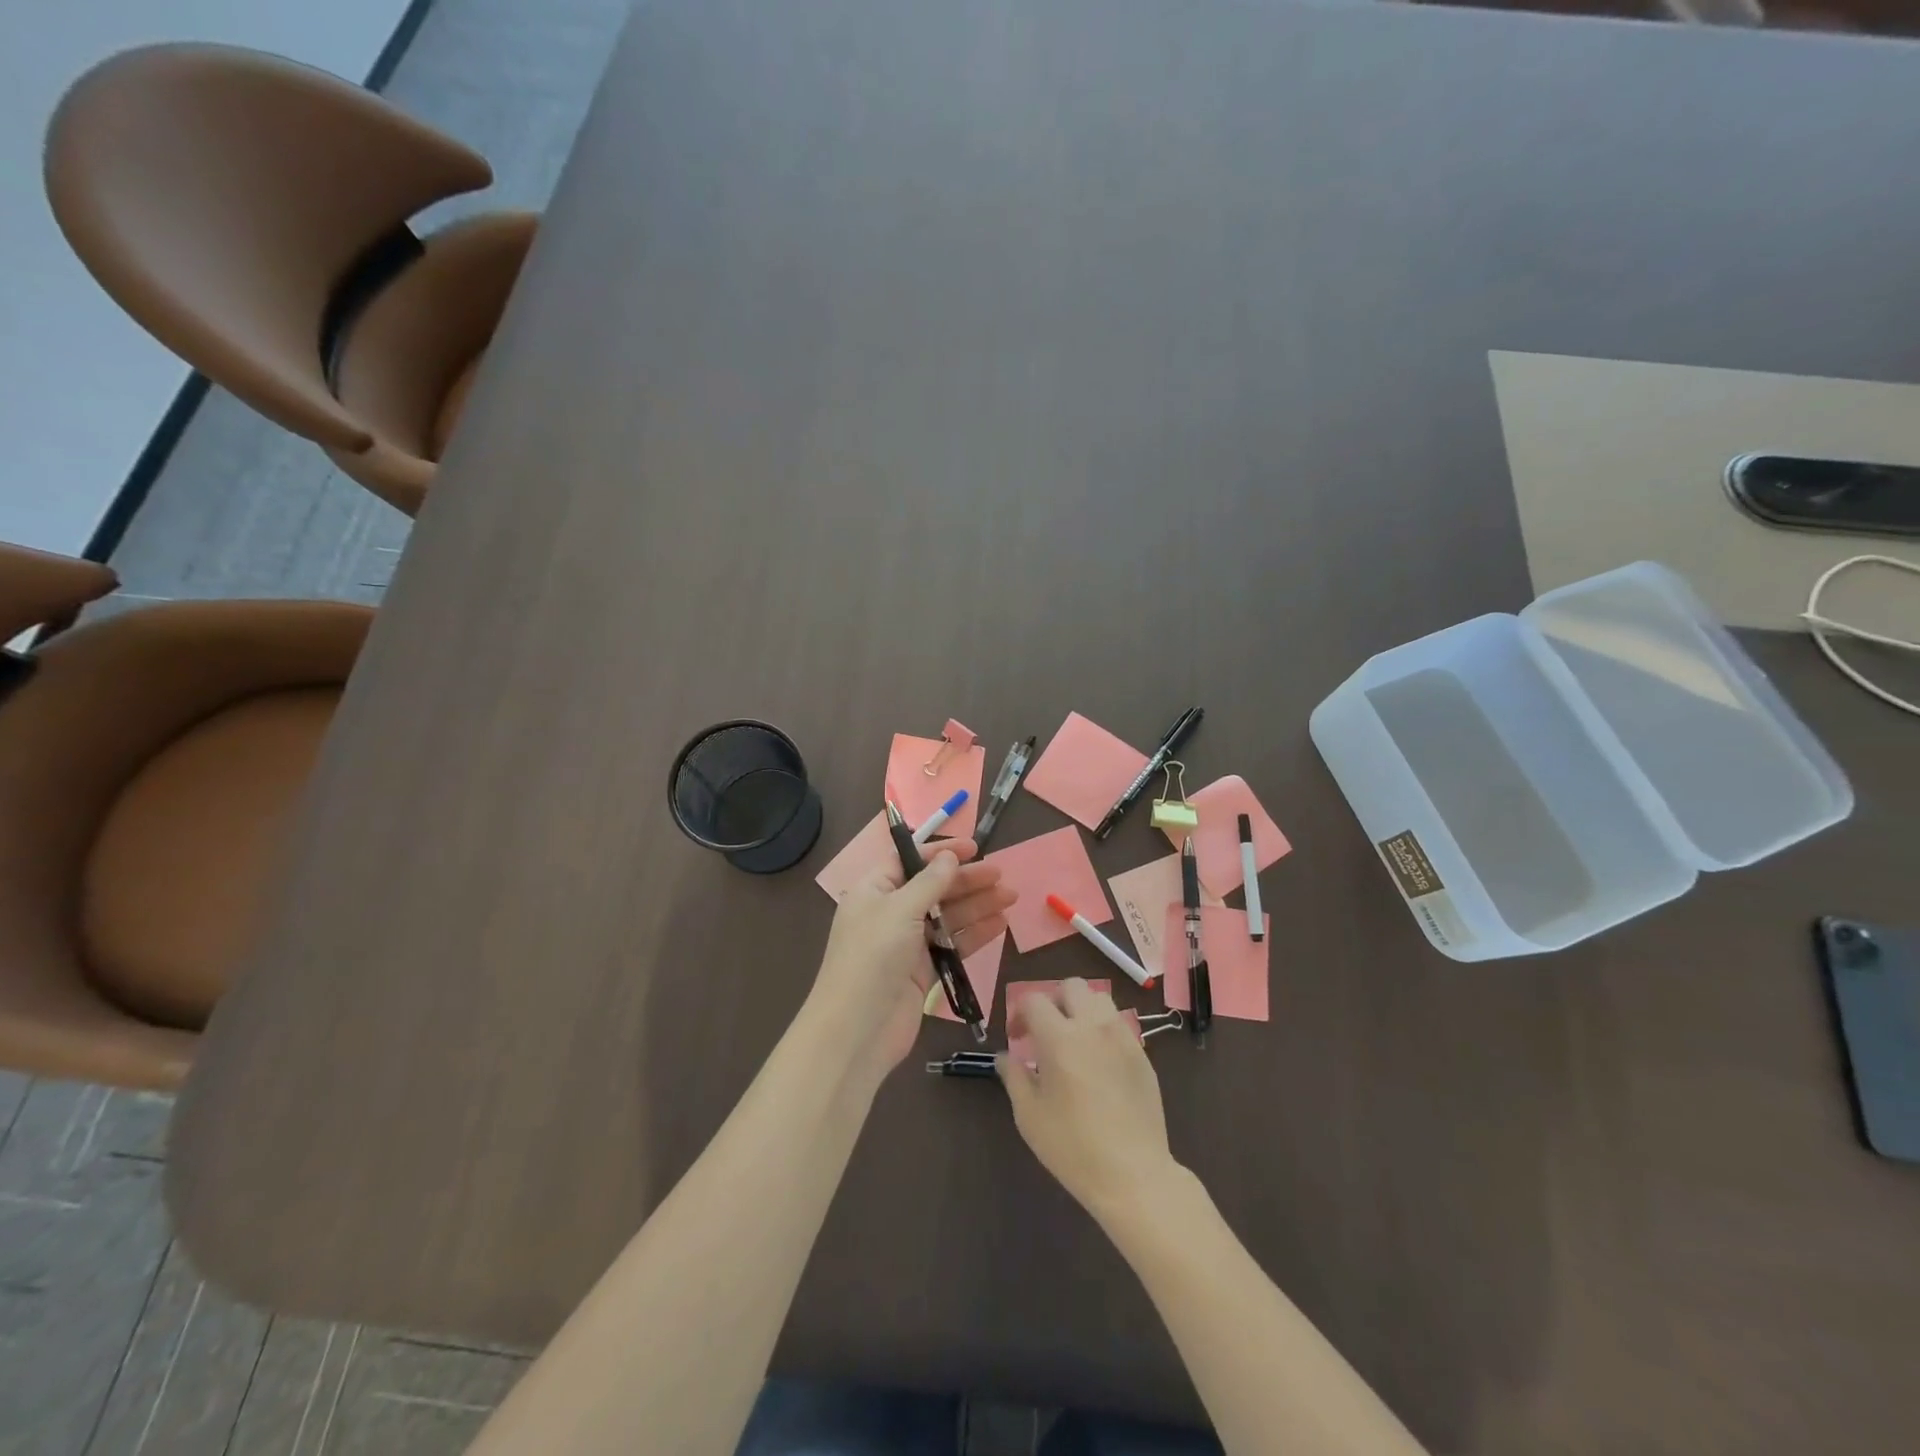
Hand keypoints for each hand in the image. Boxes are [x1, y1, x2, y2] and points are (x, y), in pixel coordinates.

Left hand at [809, 839, 1015, 1079]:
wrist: (858, 1029)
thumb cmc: (873, 957)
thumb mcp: (900, 910)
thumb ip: (929, 882)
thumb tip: (949, 857)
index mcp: (874, 891)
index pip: (909, 860)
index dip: (940, 852)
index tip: (974, 848)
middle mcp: (889, 913)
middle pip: (933, 888)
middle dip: (966, 880)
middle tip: (1001, 875)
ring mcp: (907, 944)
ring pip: (947, 916)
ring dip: (977, 905)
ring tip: (1010, 898)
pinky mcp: (923, 971)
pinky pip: (952, 944)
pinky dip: (975, 934)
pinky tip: (1000, 924)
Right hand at [999, 978, 1179, 1218]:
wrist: (1133, 1175)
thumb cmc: (1073, 1148)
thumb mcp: (1030, 1116)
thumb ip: (1014, 1077)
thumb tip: (1005, 1056)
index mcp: (1060, 1038)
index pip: (1034, 1000)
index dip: (1019, 1012)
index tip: (1016, 1037)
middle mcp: (1093, 1027)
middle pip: (1071, 986)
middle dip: (1053, 1001)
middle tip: (1045, 1030)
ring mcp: (1122, 1037)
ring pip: (1099, 999)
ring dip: (1081, 1010)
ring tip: (1073, 1040)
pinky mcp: (1142, 1054)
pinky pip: (1118, 1024)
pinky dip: (1102, 1029)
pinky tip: (1098, 1061)